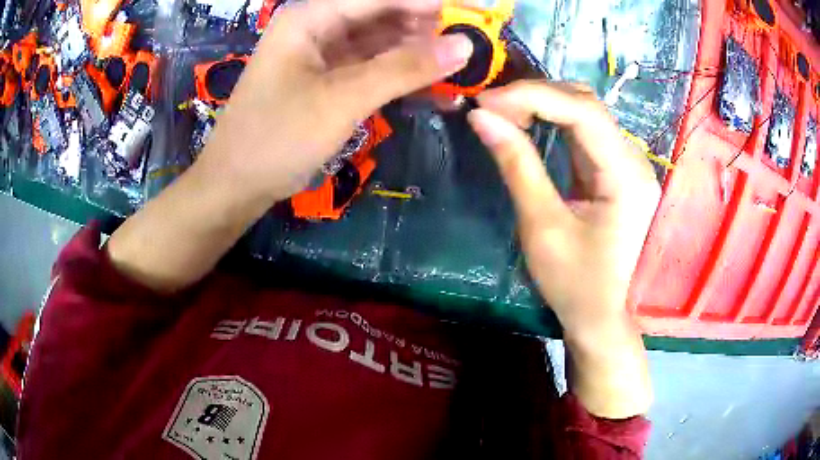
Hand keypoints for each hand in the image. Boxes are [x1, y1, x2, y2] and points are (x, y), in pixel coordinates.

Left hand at [197, 0, 474, 204]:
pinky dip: (402, 78)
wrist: (235, 186)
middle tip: (476, 46)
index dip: (432, 3)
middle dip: (430, 29)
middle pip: (385, 15)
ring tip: (464, 69)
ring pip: (383, 43)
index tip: (478, 12)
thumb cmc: (275, 139)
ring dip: (421, 56)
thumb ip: (404, 68)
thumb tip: (464, 45)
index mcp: (311, 17)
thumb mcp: (342, 100)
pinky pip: (373, 69)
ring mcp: (323, 54)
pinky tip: (436, 90)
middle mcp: (318, 27)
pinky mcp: (328, 80)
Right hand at [468, 81, 659, 335]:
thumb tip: (480, 118)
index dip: (532, 96)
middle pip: (586, 103)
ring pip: (585, 112)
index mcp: (626, 175)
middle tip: (491, 109)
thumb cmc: (577, 284)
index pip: (583, 110)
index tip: (485, 103)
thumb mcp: (542, 226)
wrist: (603, 318)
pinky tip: (528, 124)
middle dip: (536, 96)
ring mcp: (628, 164)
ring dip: (543, 105)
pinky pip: (585, 132)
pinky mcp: (617, 171)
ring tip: (503, 113)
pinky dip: (553, 122)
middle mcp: (634, 160)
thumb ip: (516, 165)